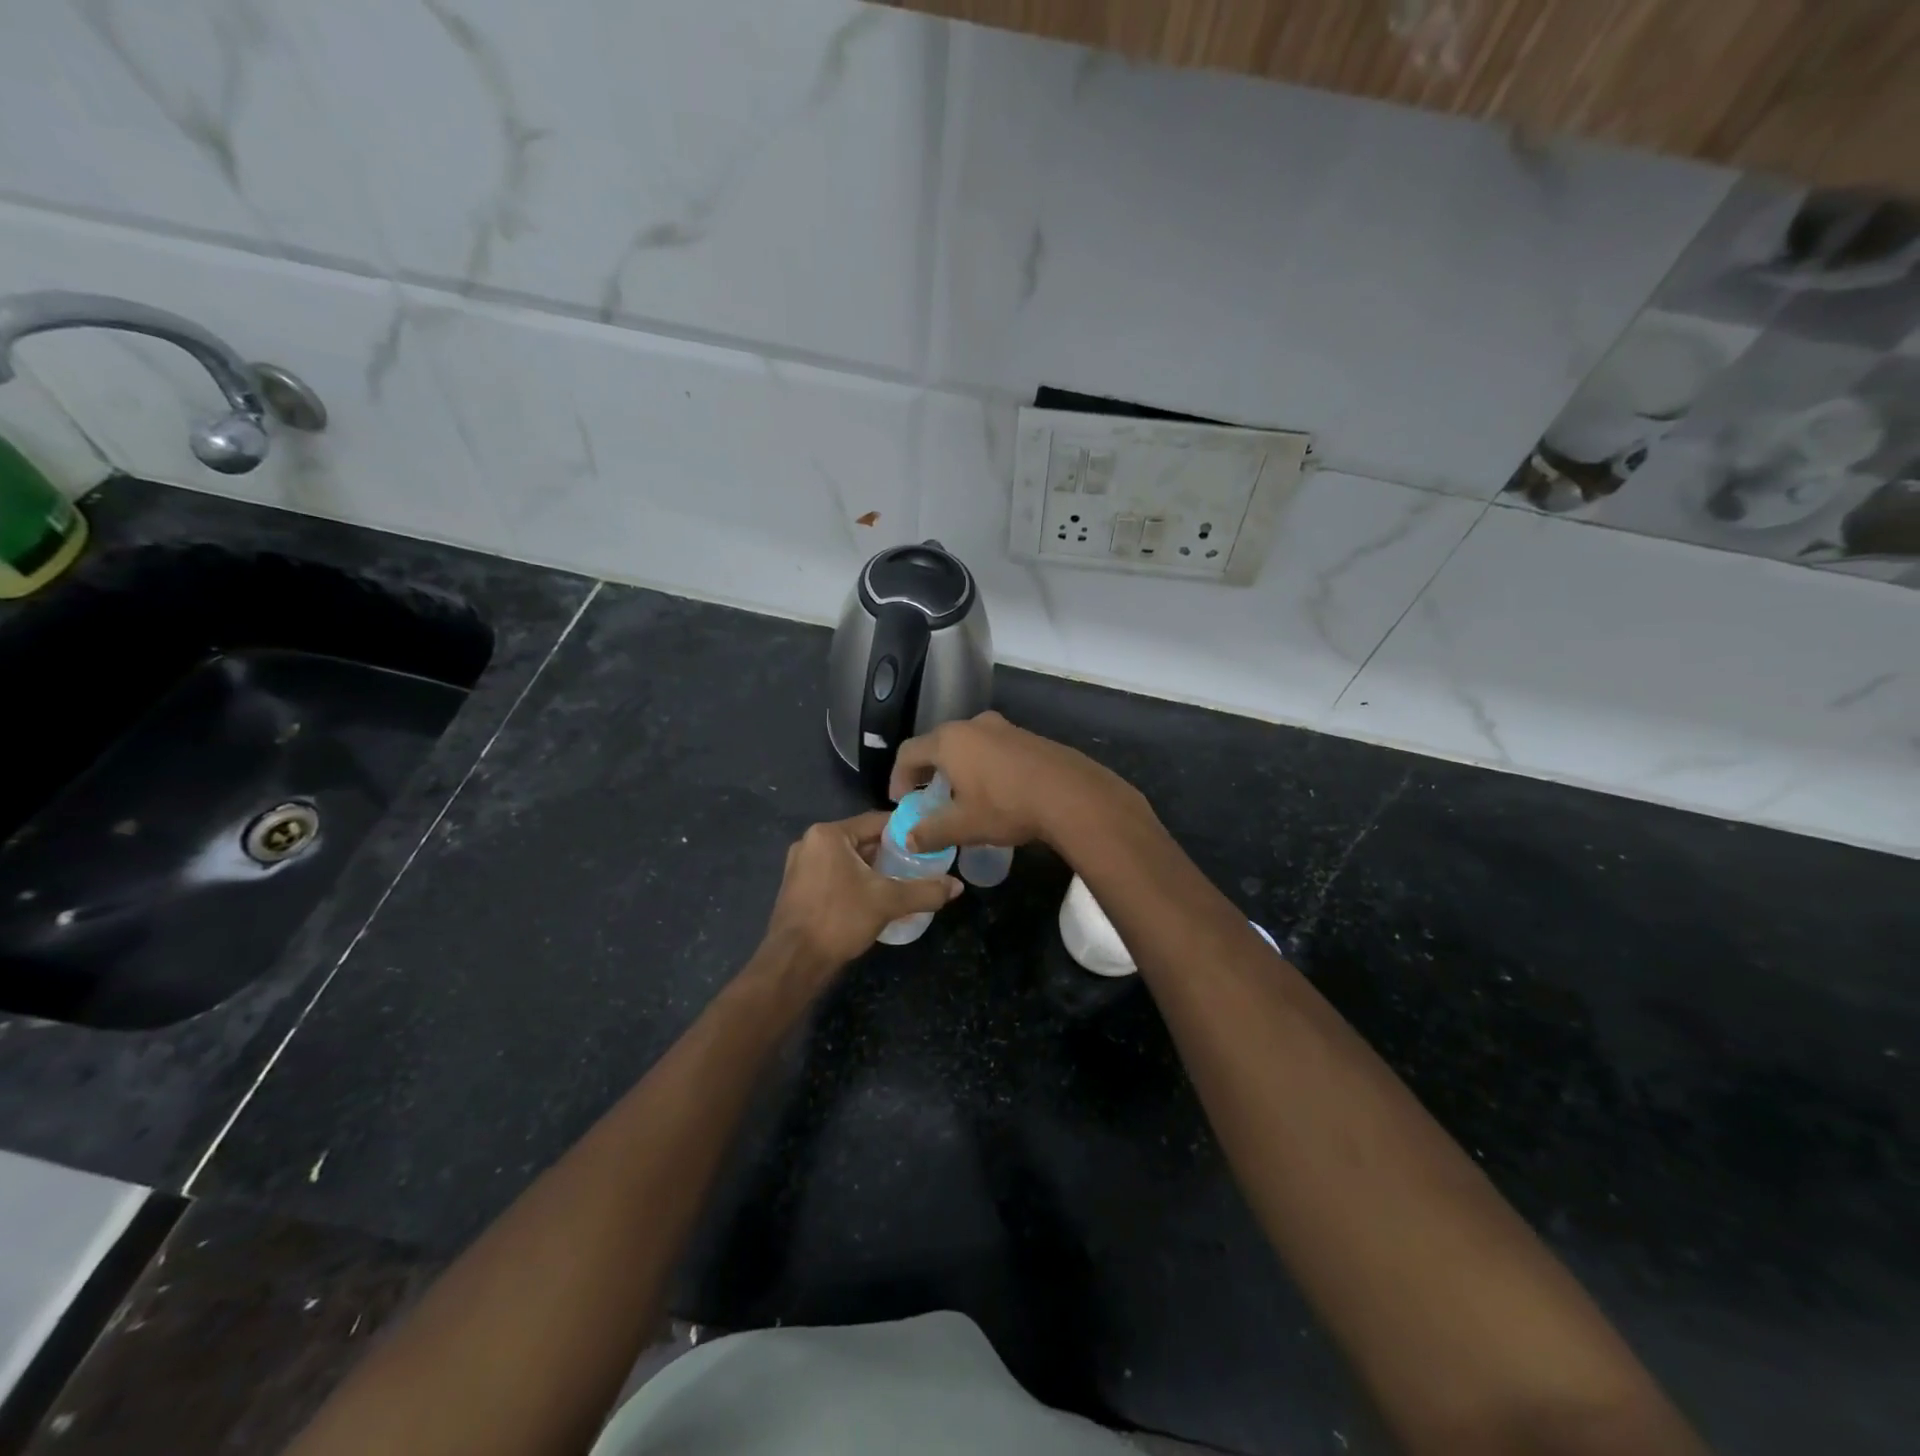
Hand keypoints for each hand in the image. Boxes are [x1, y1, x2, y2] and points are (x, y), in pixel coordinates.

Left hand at [759, 813, 960, 984]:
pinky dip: (854, 881)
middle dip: (890, 853)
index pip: (876, 821)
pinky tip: (873, 899)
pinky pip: (834, 874)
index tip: (928, 843)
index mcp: (829, 834)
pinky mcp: (797, 888)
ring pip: (847, 859)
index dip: (905, 832)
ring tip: (901, 883)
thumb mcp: (888, 902)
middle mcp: (810, 842)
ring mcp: (799, 865)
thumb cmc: (839, 919)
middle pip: (861, 840)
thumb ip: (924, 891)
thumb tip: (957, 886)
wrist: (794, 962)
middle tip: (918, 865)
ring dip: (872, 869)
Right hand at [888, 711, 1147, 853]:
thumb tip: (909, 839)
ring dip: (957, 767)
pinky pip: (993, 748)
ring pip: (968, 744)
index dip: (898, 776)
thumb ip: (930, 832)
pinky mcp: (1028, 737)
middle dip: (928, 770)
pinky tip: (995, 791)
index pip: (909, 752)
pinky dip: (983, 765)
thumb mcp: (963, 825)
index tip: (901, 800)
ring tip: (961, 796)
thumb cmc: (1006, 806)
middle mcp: (973, 725)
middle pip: (938, 743)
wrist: (1070, 794)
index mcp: (949, 741)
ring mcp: (1004, 727)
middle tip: (927, 797)